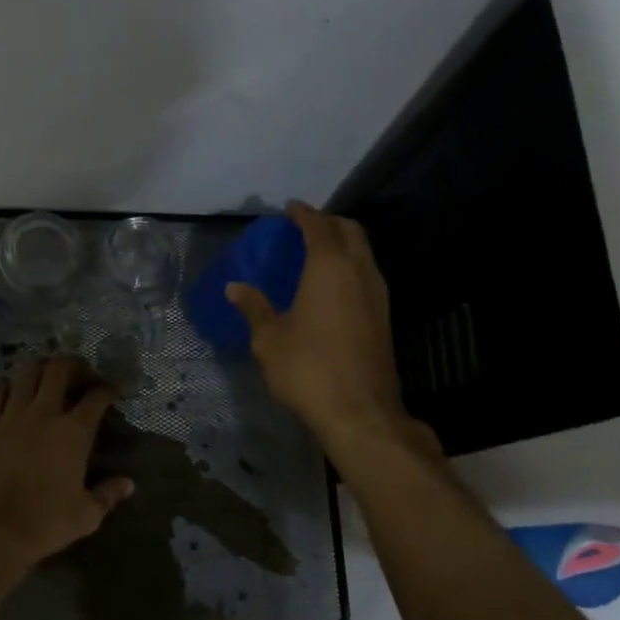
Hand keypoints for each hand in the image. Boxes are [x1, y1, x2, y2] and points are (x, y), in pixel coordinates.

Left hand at [0, 357, 133, 571]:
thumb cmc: (45, 522)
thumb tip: (129, 484)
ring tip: (45, 378)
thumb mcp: (86, 515)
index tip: (111, 391)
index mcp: (74, 432)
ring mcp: (11, 416)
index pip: (96, 397)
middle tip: (79, 375)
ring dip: (39, 369)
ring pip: (25, 372)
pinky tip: (11, 395)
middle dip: (73, 365)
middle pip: (59, 369)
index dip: (108, 389)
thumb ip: (108, 495)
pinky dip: (7, 388)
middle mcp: (44, 414)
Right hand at [226, 201, 414, 455]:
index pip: (317, 226)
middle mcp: (359, 271)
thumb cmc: (308, 368)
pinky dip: (351, 266)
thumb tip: (234, 287)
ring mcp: (378, 294)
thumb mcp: (270, 339)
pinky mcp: (384, 316)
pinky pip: (368, 274)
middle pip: (350, 231)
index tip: (291, 208)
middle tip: (306, 227)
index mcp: (329, 267)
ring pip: (364, 252)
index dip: (303, 213)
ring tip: (318, 253)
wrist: (359, 410)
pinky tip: (334, 286)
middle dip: (329, 222)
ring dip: (344, 244)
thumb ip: (255, 307)